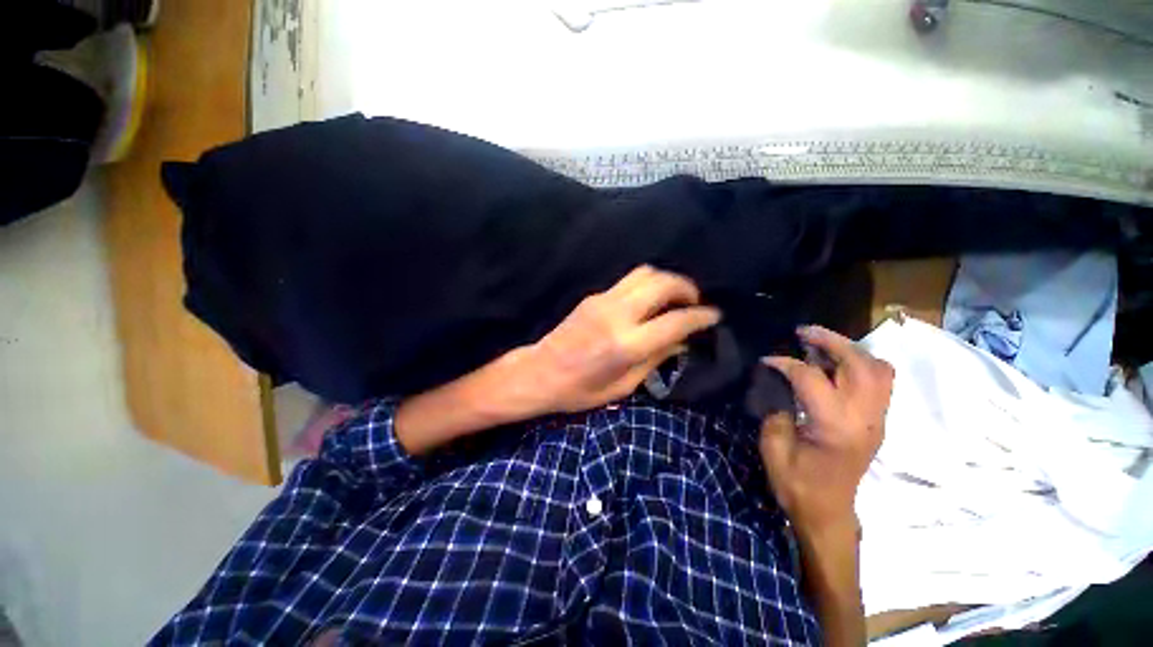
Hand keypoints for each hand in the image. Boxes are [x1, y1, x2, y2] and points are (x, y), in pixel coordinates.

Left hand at [510, 265, 720, 414]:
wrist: (540, 372)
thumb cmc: (581, 390)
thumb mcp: (623, 386)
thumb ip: (655, 360)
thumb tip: (682, 341)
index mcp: (627, 344)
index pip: (675, 321)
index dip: (701, 316)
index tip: (714, 316)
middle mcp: (618, 314)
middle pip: (662, 283)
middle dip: (687, 288)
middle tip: (695, 302)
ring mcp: (603, 300)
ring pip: (645, 273)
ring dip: (667, 280)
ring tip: (675, 297)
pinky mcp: (594, 296)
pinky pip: (629, 280)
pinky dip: (648, 284)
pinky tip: (650, 300)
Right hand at [759, 326, 892, 538]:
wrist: (827, 513)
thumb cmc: (797, 484)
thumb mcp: (774, 448)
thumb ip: (776, 409)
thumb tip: (777, 382)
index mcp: (835, 426)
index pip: (812, 378)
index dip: (785, 363)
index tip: (765, 359)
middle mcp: (864, 419)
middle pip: (860, 365)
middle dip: (831, 341)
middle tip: (804, 332)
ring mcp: (876, 420)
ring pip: (879, 370)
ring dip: (851, 349)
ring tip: (821, 343)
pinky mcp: (877, 422)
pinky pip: (881, 382)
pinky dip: (860, 364)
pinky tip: (835, 365)